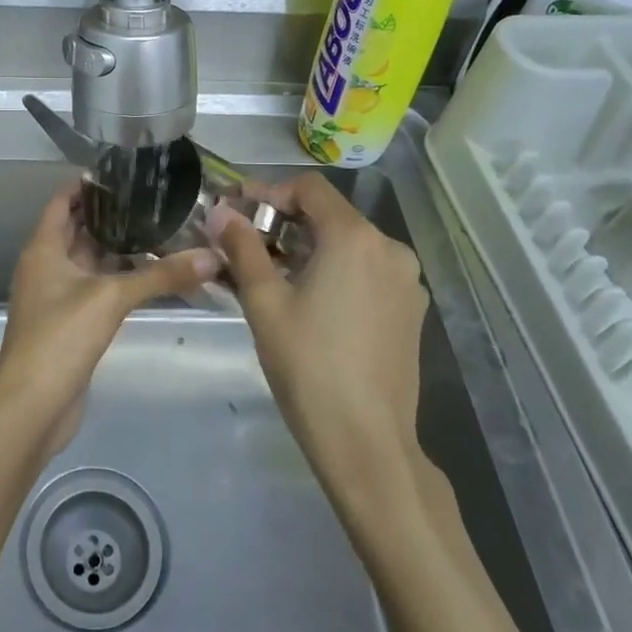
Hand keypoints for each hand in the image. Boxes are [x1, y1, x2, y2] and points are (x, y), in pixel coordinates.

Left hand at [0, 182, 217, 452]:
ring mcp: (56, 296)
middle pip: (77, 228)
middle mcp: (46, 266)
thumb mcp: (112, 297)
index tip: (124, 172)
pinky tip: (147, 274)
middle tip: (153, 199)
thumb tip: (211, 257)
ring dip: (116, 247)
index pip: (63, 201)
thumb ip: (161, 276)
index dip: (88, 184)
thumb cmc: (61, 336)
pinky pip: (94, 288)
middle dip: (110, 215)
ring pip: (88, 260)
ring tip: (158, 229)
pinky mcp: (68, 322)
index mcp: (44, 248)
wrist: (33, 405)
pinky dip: (116, 278)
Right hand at [210, 173, 428, 479]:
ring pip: (350, 245)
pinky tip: (310, 301)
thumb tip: (220, 212)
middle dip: (285, 222)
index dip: (269, 192)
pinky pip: (367, 272)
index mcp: (355, 237)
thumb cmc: (308, 365)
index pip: (309, 188)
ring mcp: (407, 281)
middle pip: (331, 215)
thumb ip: (242, 247)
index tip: (236, 211)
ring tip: (272, 275)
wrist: (367, 442)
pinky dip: (335, 272)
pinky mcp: (411, 310)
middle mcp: (390, 248)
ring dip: (309, 249)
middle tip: (246, 245)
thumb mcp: (264, 302)